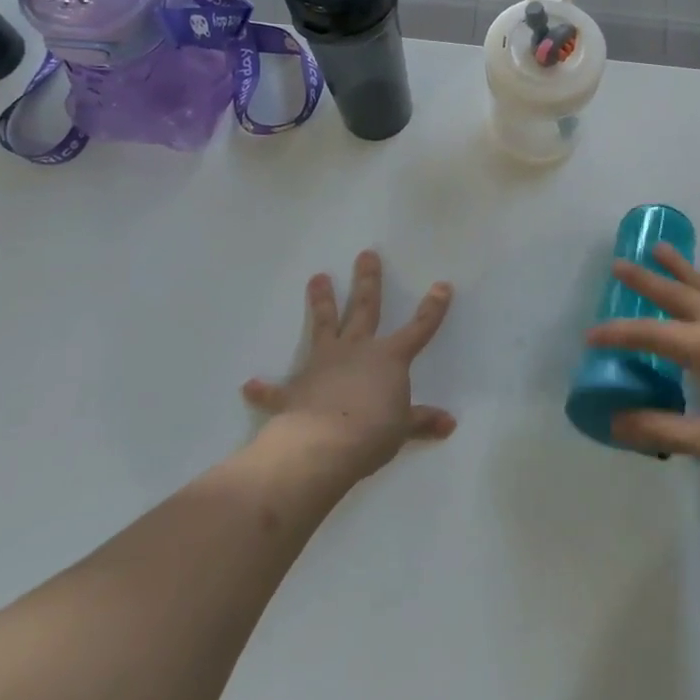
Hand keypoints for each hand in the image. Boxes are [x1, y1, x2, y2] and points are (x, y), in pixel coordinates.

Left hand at [242, 250, 455, 479]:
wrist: (323, 445)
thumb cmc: (373, 432)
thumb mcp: (403, 428)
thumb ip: (422, 421)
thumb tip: (449, 423)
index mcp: (389, 358)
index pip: (419, 328)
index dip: (433, 308)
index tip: (442, 285)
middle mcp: (356, 350)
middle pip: (364, 308)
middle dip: (368, 281)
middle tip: (365, 254)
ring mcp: (323, 364)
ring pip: (324, 325)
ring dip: (321, 302)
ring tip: (317, 277)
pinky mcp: (295, 389)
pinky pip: (278, 390)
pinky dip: (265, 389)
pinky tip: (250, 385)